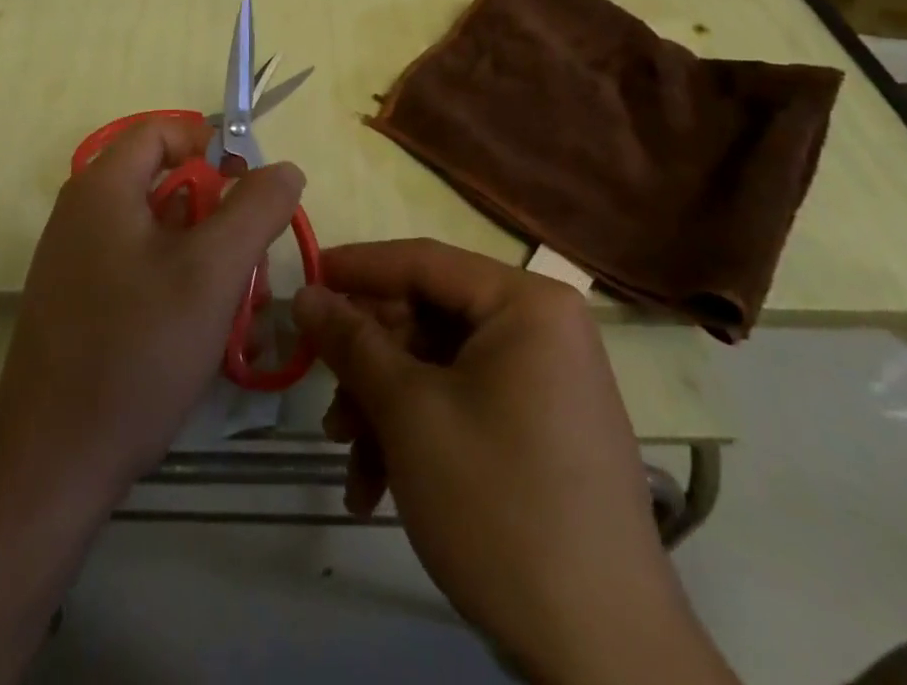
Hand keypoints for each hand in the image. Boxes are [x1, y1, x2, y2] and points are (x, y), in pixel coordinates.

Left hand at [0, 115, 305, 497]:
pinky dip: (182, 286)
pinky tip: (211, 334)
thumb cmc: (136, 350)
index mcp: (103, 188)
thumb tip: (283, 168)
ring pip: (162, 234)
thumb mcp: (213, 272)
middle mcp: (85, 214)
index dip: (211, 143)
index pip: (161, 130)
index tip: (250, 185)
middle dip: (221, 217)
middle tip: (255, 265)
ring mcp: (80, 261)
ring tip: (245, 311)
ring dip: (210, 259)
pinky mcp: (82, 303)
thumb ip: (256, 209)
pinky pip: (143, 270)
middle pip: (166, 185)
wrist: (52, 462)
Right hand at [293, 241, 719, 682]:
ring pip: (438, 368)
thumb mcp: (409, 413)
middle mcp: (542, 328)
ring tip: (348, 459)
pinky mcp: (541, 430)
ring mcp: (545, 381)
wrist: (604, 657)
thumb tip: (305, 294)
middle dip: (369, 362)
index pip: (423, 261)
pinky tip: (378, 489)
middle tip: (323, 392)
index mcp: (526, 303)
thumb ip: (352, 342)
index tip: (302, 280)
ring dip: (384, 408)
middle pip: (428, 318)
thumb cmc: (500, 505)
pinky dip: (417, 436)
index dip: (356, 268)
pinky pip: (464, 404)